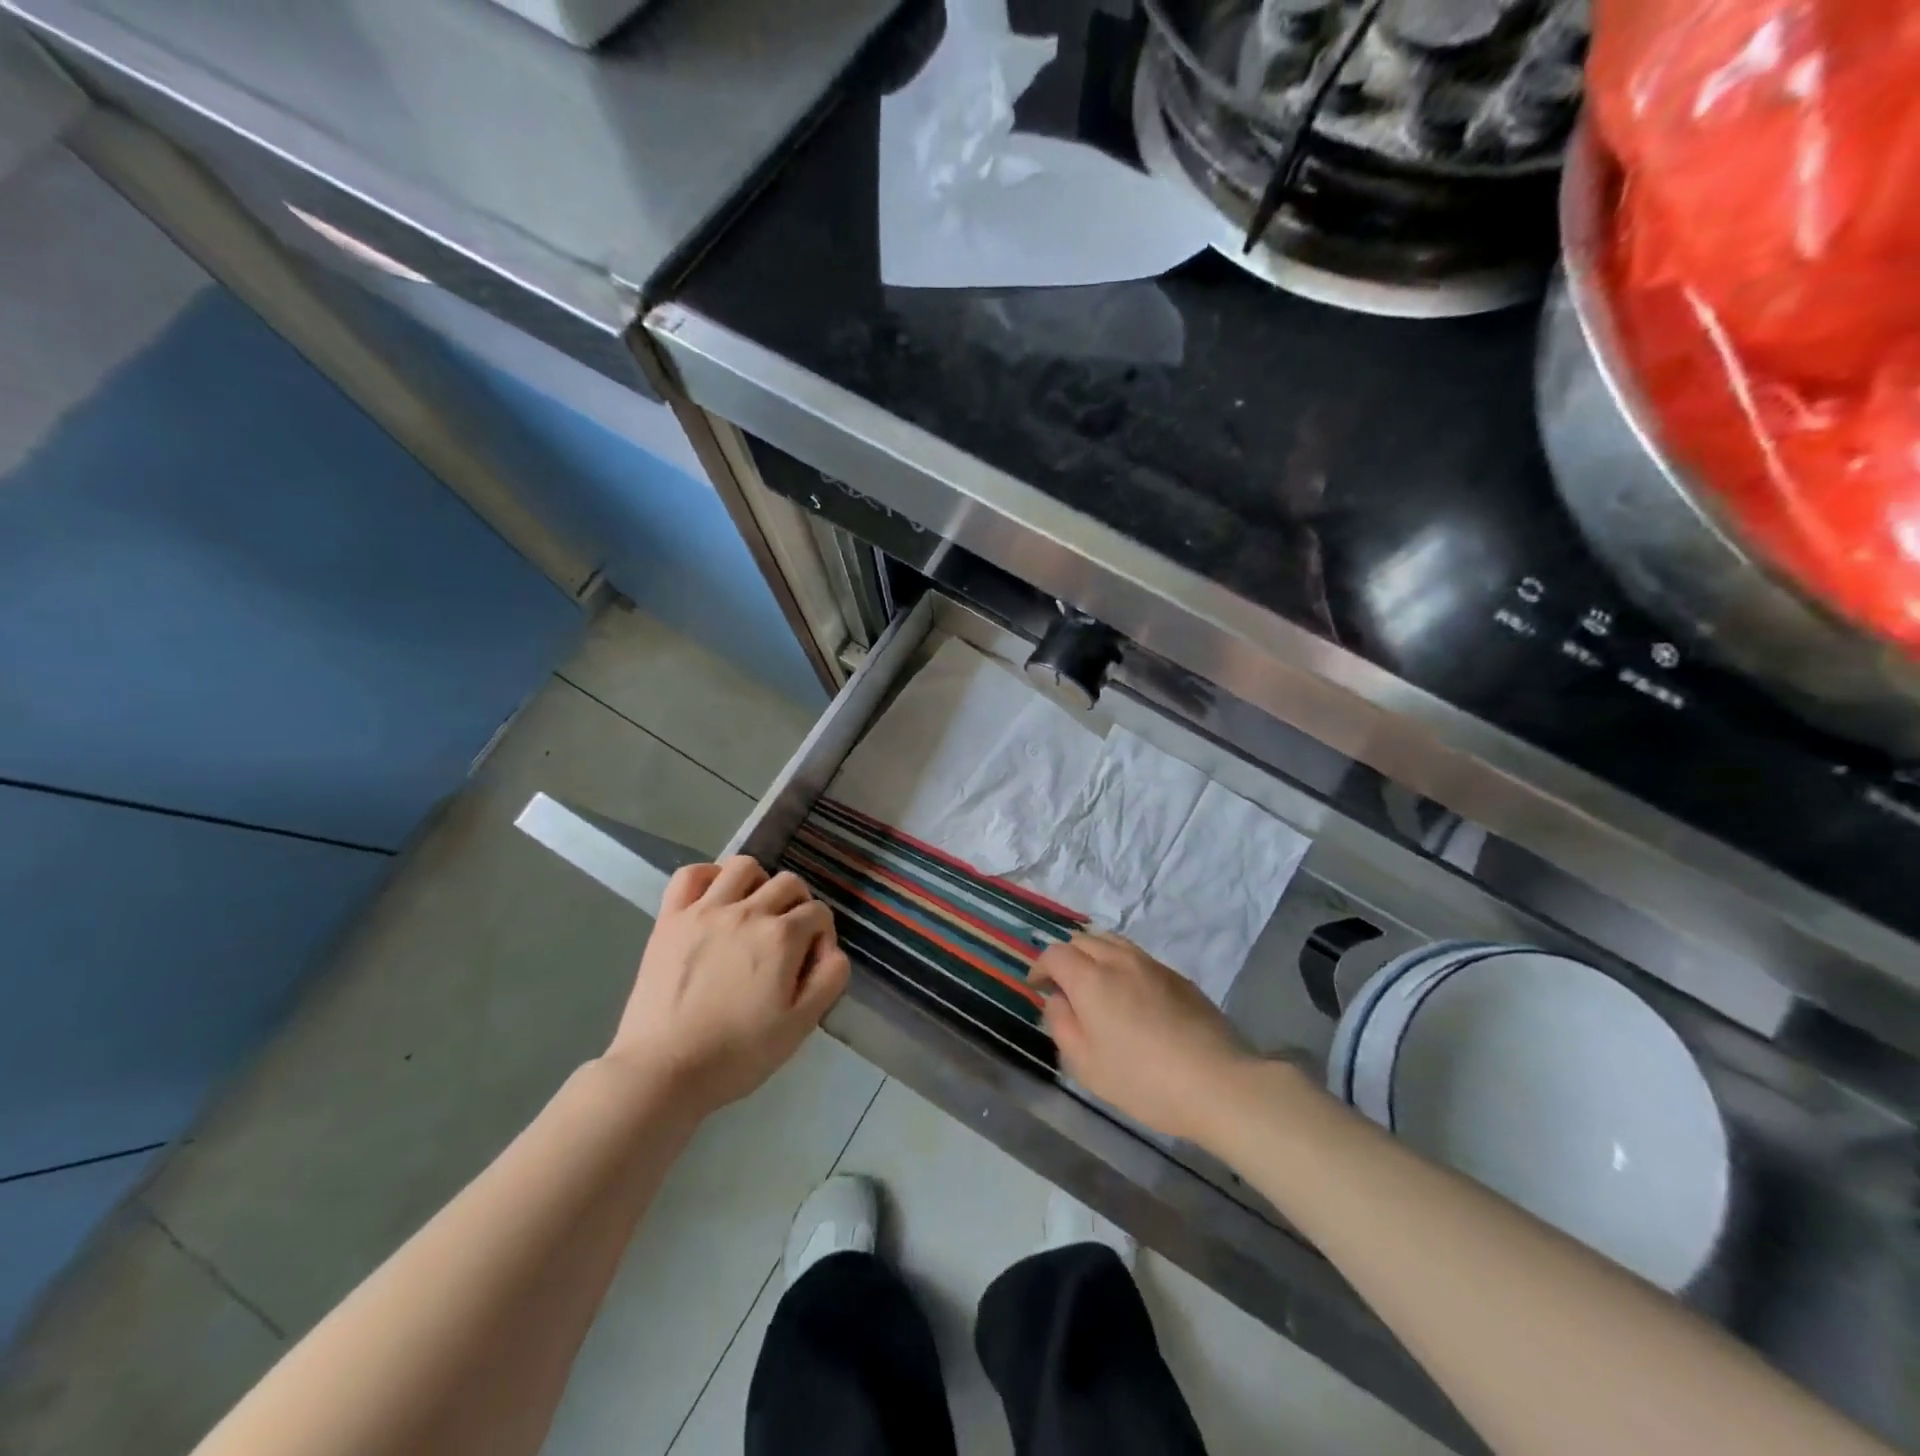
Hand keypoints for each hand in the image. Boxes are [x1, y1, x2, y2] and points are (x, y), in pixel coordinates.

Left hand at [606, 857, 849, 1116]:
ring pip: (743, 867)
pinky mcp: (670, 918)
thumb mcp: (799, 1026)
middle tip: (787, 939)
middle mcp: (747, 912)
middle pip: (788, 883)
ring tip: (752, 911)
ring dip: (758, 883)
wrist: (663, 1070)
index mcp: (782, 937)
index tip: (809, 964)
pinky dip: (708, 877)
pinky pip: (691, 875)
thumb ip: (829, 980)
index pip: (818, 913)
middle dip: (798, 905)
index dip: (822, 936)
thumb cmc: (736, 1055)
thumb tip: (832, 950)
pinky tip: (714, 899)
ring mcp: (705, 911)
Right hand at [1031, 932, 1254, 1143]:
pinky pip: (1138, 957)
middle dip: (1066, 958)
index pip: (1056, 954)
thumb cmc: (1143, 1080)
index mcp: (1091, 979)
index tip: (1038, 987)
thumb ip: (1062, 1026)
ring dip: (1095, 956)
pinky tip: (1130, 997)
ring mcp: (1152, 965)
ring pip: (1113, 942)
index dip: (1041, 967)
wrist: (1218, 1082)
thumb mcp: (1087, 1065)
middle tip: (1065, 988)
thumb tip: (1057, 1000)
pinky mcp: (1177, 976)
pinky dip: (1122, 965)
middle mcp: (1119, 960)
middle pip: (1083, 940)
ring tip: (1096, 987)